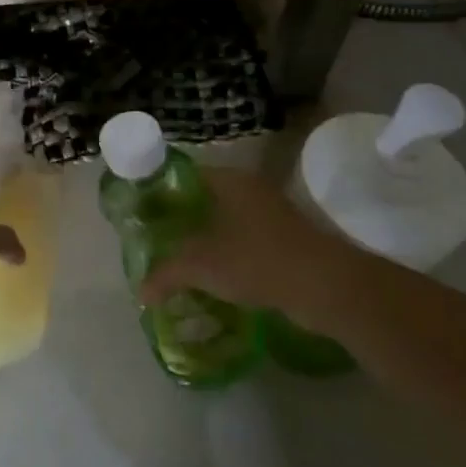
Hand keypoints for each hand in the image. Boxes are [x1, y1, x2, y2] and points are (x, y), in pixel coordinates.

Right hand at [138, 166, 350, 325]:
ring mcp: (271, 214)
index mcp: (229, 179)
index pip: (185, 174)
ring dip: (206, 240)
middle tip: (155, 239)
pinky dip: (228, 255)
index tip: (141, 211)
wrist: (325, 286)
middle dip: (181, 219)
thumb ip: (167, 273)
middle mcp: (250, 188)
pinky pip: (245, 242)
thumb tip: (140, 292)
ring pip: (226, 221)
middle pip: (205, 198)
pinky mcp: (286, 241)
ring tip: (179, 261)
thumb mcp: (201, 266)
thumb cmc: (256, 259)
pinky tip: (213, 278)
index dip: (160, 190)